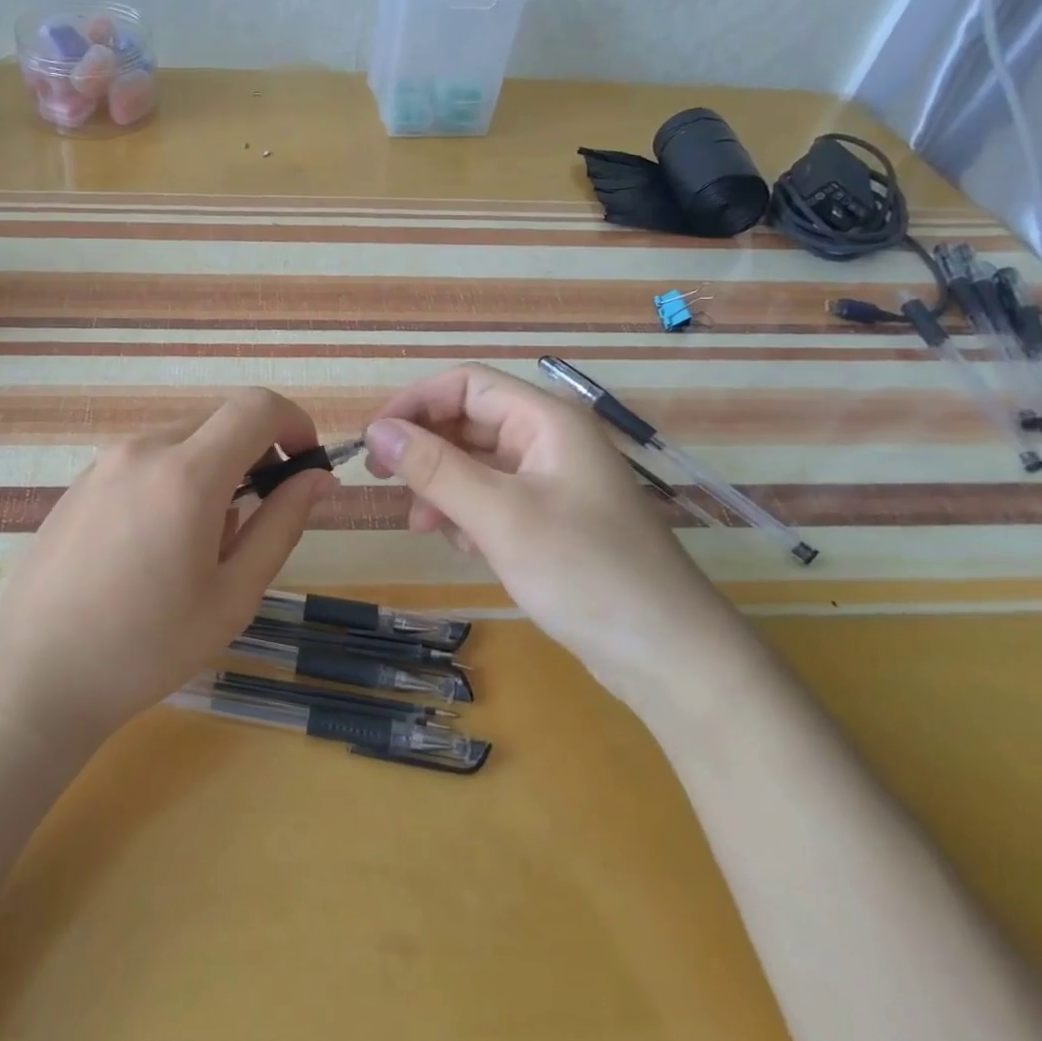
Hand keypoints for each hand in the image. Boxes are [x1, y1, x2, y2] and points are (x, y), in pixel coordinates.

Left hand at [0, 388, 336, 750]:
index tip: (306, 464)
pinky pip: (147, 459)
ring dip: (215, 468)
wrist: (31, 678)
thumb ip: (282, 525)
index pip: (257, 407)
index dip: (295, 422)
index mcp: (187, 473)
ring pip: (183, 439)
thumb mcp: (233, 595)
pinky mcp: (81, 481)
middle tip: (261, 513)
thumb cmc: (145, 648)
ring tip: (204, 542)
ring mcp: (105, 462)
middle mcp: (144, 449)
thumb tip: (317, 479)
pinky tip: (157, 544)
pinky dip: (175, 477)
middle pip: (221, 419)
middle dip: (256, 451)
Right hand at [364, 364, 741, 700]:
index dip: (415, 404)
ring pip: (478, 464)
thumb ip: (434, 468)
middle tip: (384, 482)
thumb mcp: (499, 516)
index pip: (466, 385)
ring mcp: (553, 482)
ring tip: (424, 526)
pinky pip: (495, 499)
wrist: (667, 655)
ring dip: (443, 487)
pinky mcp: (553, 520)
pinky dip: (469, 515)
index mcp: (546, 421)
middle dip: (426, 450)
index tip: (373, 439)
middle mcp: (550, 441)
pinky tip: (465, 547)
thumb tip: (376, 431)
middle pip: (469, 422)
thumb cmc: (584, 571)